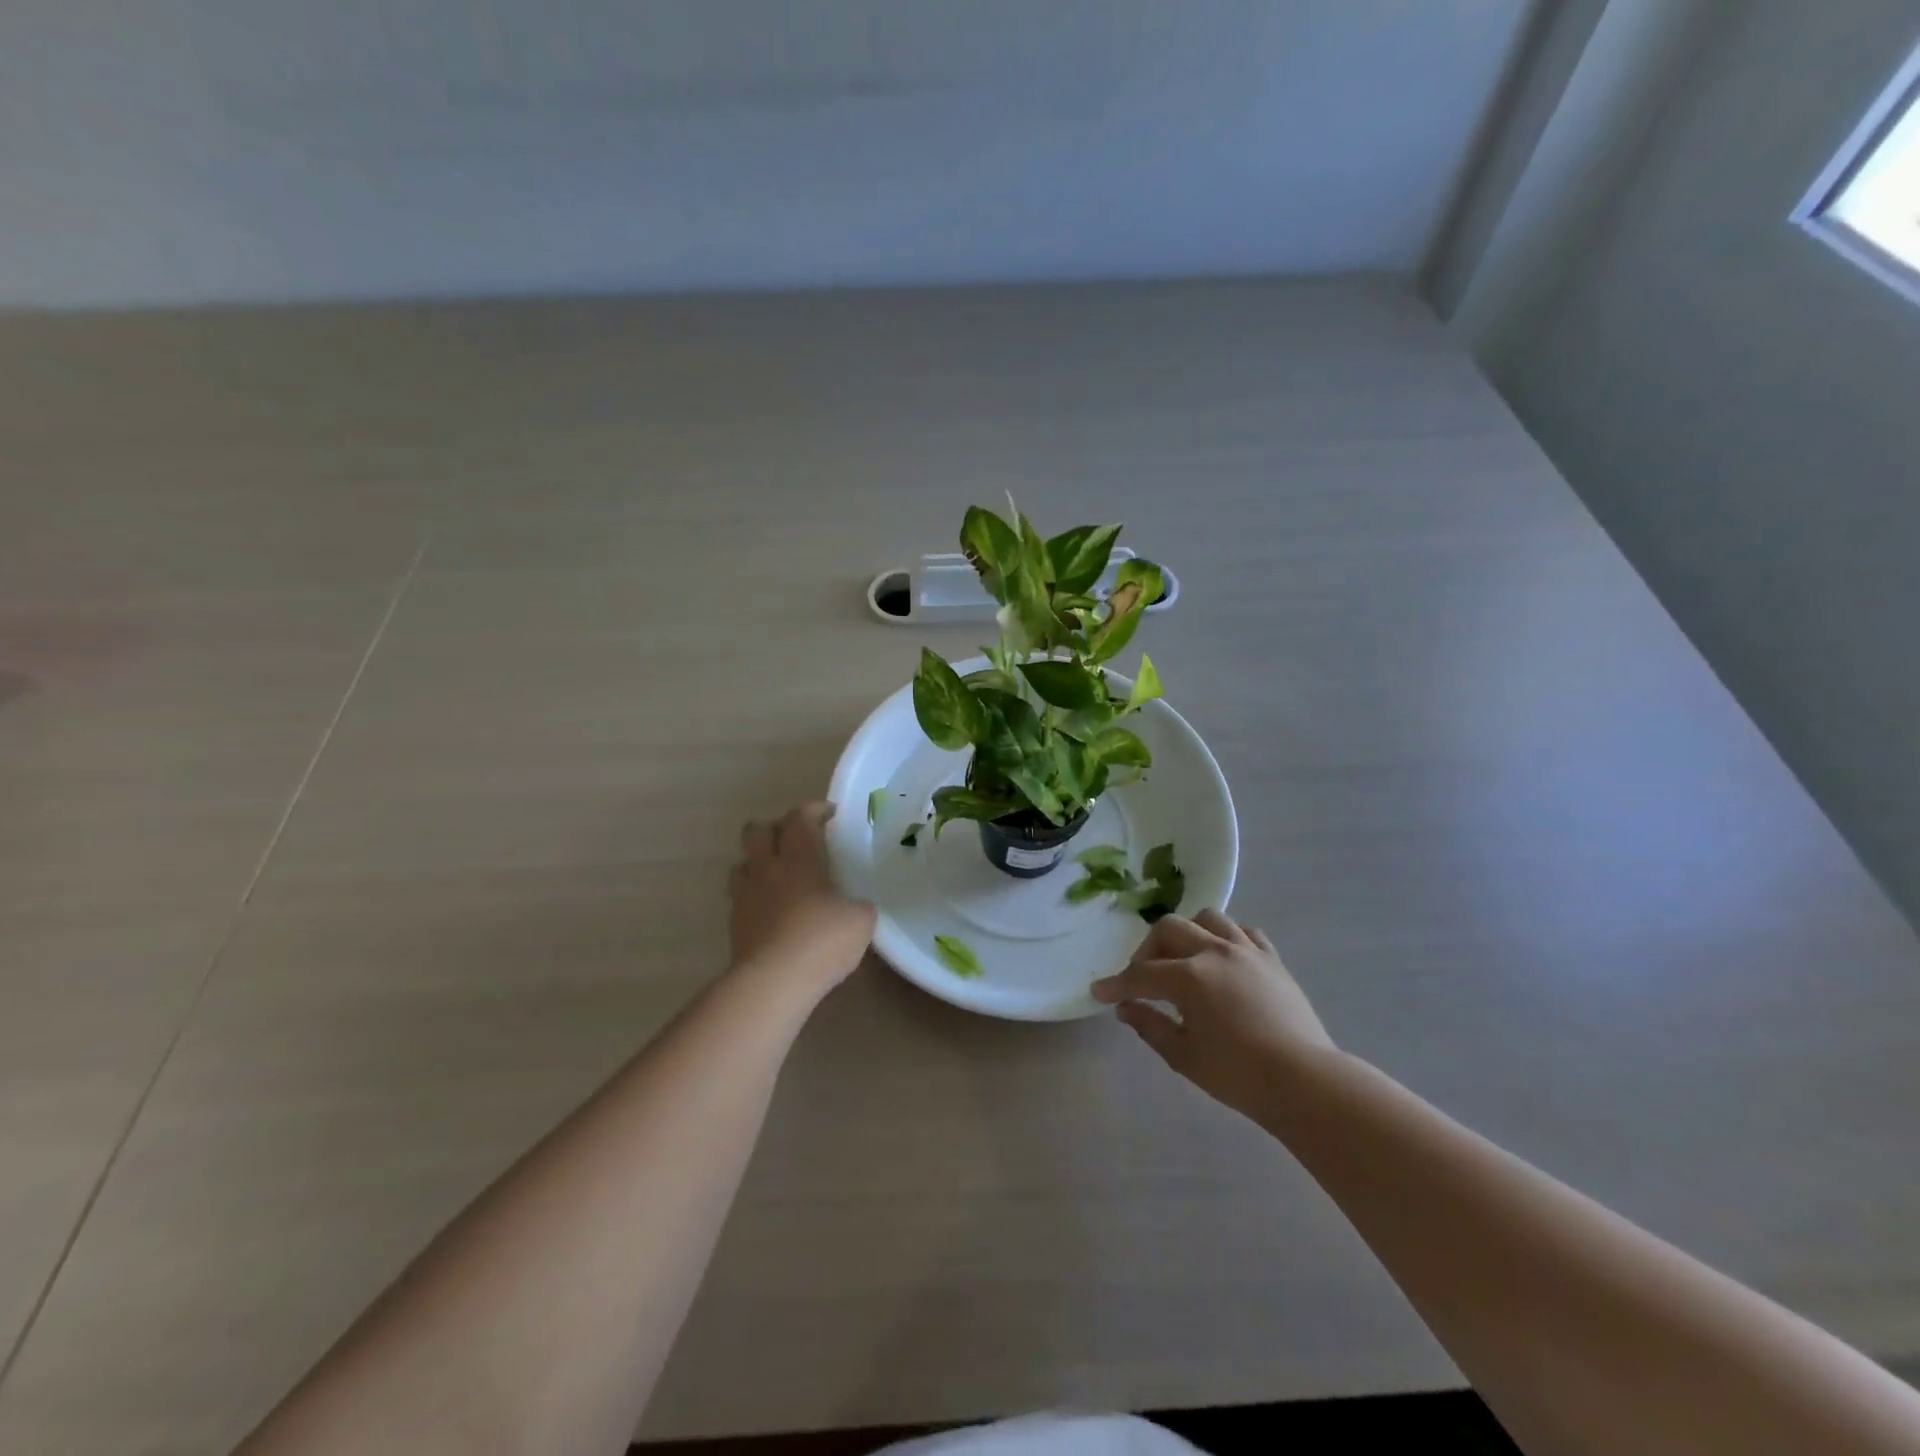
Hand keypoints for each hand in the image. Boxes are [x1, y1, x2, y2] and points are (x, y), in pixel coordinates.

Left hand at [728, 803, 875, 996]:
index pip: (799, 818)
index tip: (830, 815)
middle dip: (774, 829)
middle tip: (795, 841)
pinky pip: (739, 899)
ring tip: (777, 877)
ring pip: (741, 863)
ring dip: (757, 863)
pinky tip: (771, 913)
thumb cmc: (822, 940)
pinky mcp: (734, 926)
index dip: (814, 810)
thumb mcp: (860, 920)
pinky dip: (754, 898)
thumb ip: (858, 905)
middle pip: (756, 831)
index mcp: (799, 859)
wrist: (773, 982)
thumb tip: (854, 907)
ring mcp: (745, 897)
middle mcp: (767, 869)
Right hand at [1092, 910, 1335, 1116]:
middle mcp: (1214, 952)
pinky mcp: (1272, 959)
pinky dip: (1227, 939)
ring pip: (1208, 918)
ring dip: (1188, 933)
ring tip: (1184, 959)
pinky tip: (1223, 960)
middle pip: (1169, 929)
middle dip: (1147, 950)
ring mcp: (1247, 951)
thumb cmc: (1239, 1075)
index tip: (1098, 992)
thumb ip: (1150, 1026)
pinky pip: (1245, 932)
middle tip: (1143, 979)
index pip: (1141, 975)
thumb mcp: (1184, 1056)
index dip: (1116, 984)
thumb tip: (1125, 1008)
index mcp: (1189, 977)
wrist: (1305, 1083)